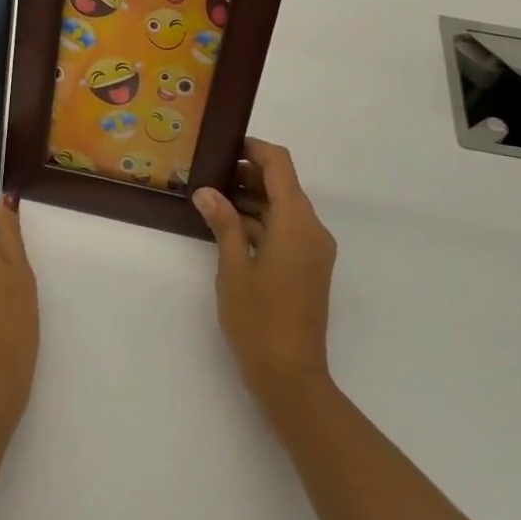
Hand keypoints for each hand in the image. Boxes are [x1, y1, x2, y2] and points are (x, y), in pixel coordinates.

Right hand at [193, 138, 336, 414]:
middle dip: (248, 175)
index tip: (225, 145)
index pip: (280, 165)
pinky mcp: (309, 267)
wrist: (291, 375)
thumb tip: (207, 191)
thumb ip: (223, 223)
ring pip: (284, 209)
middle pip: (283, 186)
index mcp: (297, 222)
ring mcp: (313, 250)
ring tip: (212, 199)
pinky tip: (229, 227)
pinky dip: (261, 223)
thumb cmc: (258, 319)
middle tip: (208, 174)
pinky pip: (286, 231)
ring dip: (252, 200)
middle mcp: (312, 229)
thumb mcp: (233, 267)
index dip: (255, 149)